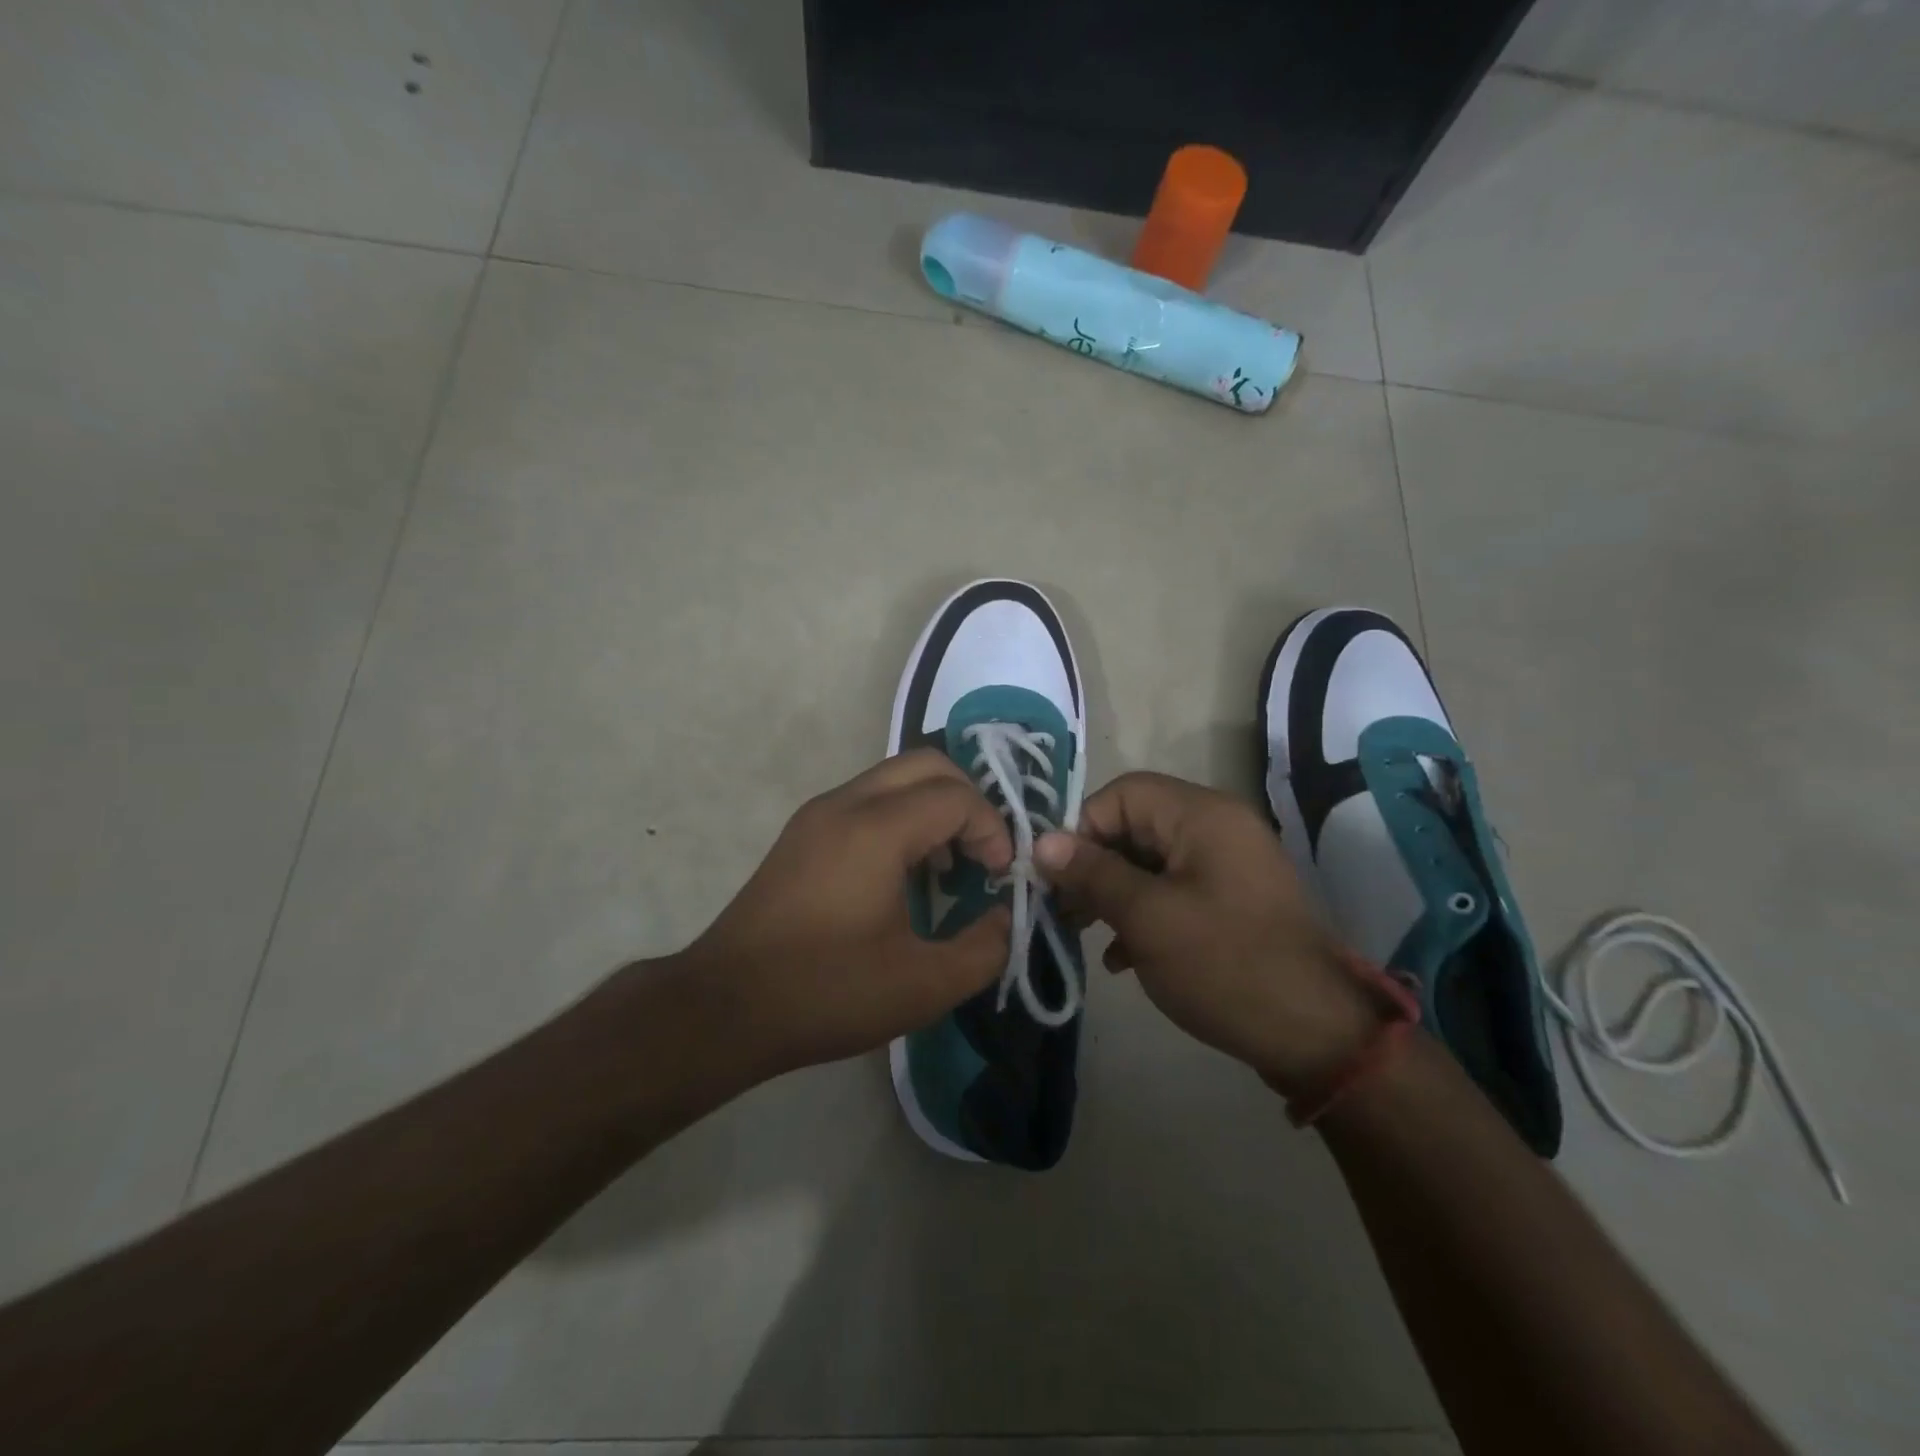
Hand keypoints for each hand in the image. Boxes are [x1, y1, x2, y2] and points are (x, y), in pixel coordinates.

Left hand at [672, 750, 1012, 1077]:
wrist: (725, 1006)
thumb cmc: (827, 992)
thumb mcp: (923, 986)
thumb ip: (985, 948)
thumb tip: (1006, 917)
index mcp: (876, 830)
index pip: (957, 797)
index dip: (993, 830)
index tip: (998, 878)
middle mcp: (845, 804)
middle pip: (926, 764)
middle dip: (968, 801)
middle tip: (981, 854)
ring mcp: (818, 814)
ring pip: (894, 777)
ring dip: (933, 806)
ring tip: (946, 866)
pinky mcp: (803, 832)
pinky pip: (868, 799)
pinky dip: (902, 816)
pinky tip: (903, 873)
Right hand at [1035, 772, 1378, 1099]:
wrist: (1316, 1035)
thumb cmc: (1224, 965)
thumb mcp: (1147, 918)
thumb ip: (1092, 874)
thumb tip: (1042, 842)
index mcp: (1202, 815)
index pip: (1123, 794)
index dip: (1082, 828)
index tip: (1055, 876)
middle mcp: (1218, 827)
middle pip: (1135, 826)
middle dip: (1093, 865)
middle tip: (1062, 908)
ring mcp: (1228, 865)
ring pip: (1150, 861)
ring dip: (1113, 892)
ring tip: (1083, 931)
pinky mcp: (1231, 901)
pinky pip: (1174, 889)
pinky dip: (1143, 913)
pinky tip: (1120, 957)